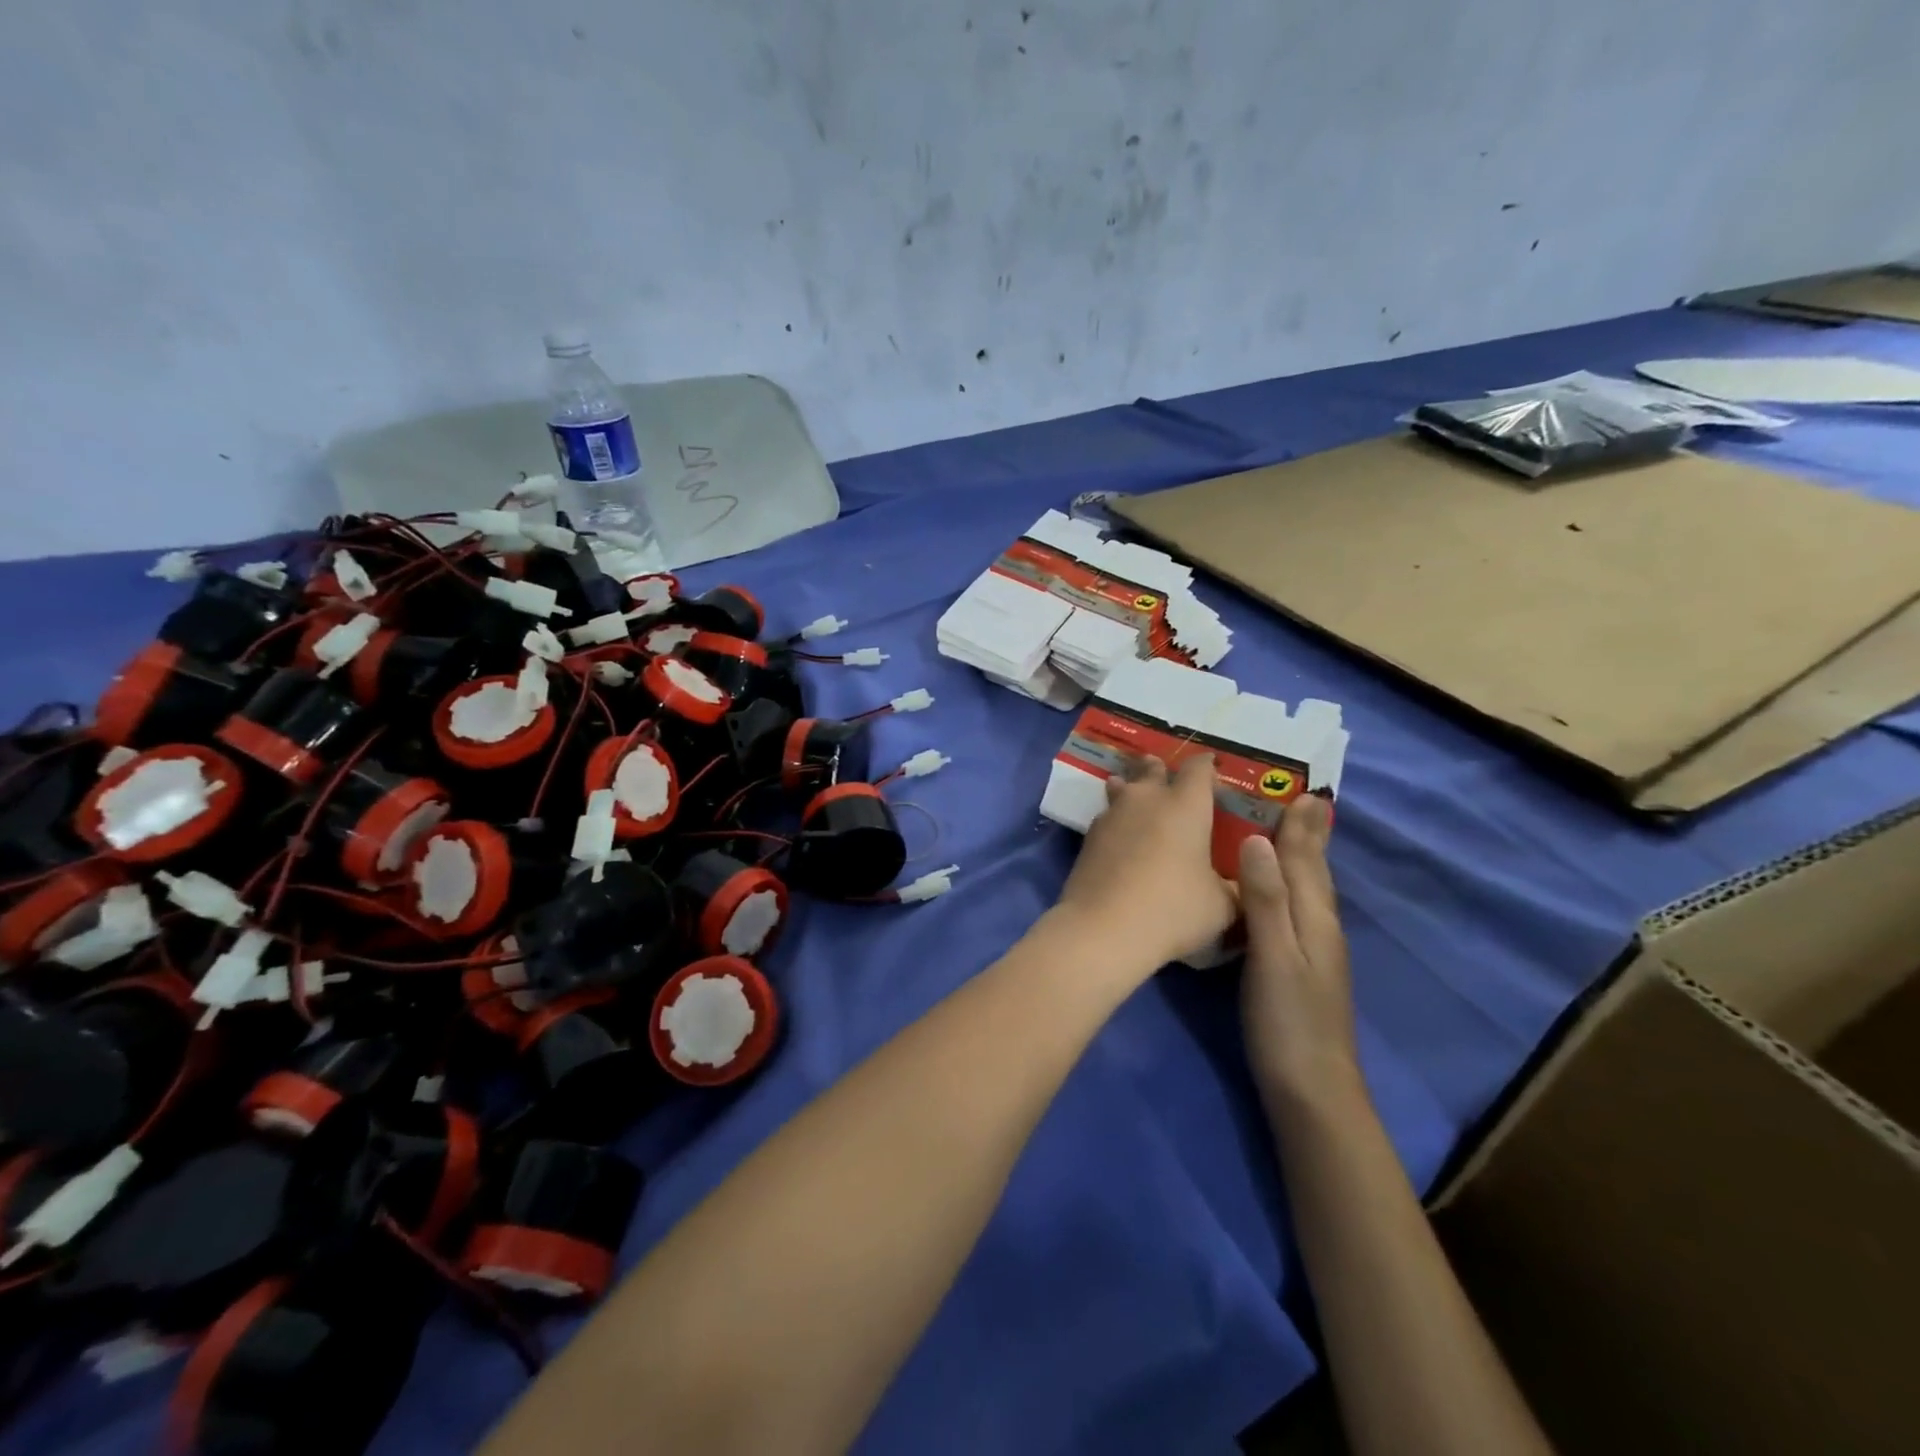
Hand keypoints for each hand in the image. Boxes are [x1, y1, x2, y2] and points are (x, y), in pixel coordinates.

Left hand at [1056, 755, 1238, 972]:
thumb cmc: (1173, 910)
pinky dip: (1115, 821)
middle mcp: (1147, 799)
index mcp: (1186, 805)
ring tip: (1134, 795)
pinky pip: (1106, 817)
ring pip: (1122, 788)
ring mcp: (1112, 815)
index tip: (1212, 771)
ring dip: (1130, 788)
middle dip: (1160, 770)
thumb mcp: (1221, 906)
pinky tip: (1119, 836)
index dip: (1207, 767)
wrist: (1104, 929)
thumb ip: (1235, 888)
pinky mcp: (1088, 837)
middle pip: (1152, 770)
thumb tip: (1243, 885)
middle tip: (1166, 777)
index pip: (1198, 768)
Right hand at [1237, 796, 1359, 1101]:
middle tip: (1307, 802)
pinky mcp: (1300, 968)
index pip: (1306, 861)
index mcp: (1314, 919)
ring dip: (1303, 857)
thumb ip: (1266, 899)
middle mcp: (1319, 928)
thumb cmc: (1288, 1021)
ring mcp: (1314, 951)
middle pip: (1315, 872)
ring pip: (1309, 891)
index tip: (1303, 791)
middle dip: (1310, 836)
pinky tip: (1279, 892)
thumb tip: (1255, 840)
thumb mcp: (1273, 956)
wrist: (1312, 1089)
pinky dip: (1291, 886)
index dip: (1301, 827)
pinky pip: (1296, 910)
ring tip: (1294, 833)